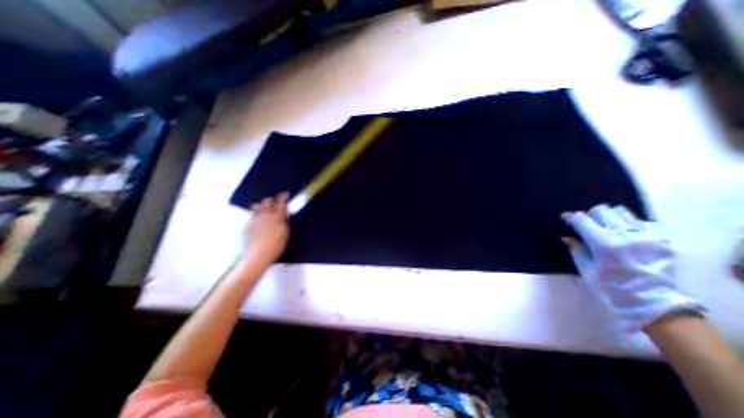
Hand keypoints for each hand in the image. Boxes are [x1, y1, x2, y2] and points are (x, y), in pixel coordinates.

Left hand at [245, 192, 289, 265]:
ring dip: (261, 206)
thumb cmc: (276, 246)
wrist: (258, 255)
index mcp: (277, 216)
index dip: (283, 197)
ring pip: (257, 206)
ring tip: (264, 210)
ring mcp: (254, 219)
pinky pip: (251, 215)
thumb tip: (287, 212)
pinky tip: (257, 221)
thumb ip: (285, 221)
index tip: (285, 193)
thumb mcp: (285, 233)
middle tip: (274, 203)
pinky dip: (255, 215)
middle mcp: (265, 215)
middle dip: (271, 201)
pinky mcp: (246, 224)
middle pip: (267, 202)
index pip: (281, 203)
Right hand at [565, 205, 704, 331]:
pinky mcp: (661, 239)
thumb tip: (566, 237)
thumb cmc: (611, 288)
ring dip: (609, 217)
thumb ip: (576, 250)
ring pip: (621, 211)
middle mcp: (624, 234)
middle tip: (586, 225)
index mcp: (603, 244)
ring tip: (605, 227)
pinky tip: (625, 233)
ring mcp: (645, 235)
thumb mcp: (586, 269)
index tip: (565, 218)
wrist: (653, 303)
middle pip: (601, 210)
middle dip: (590, 216)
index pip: (581, 220)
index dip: (570, 217)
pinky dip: (629, 223)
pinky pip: (641, 221)